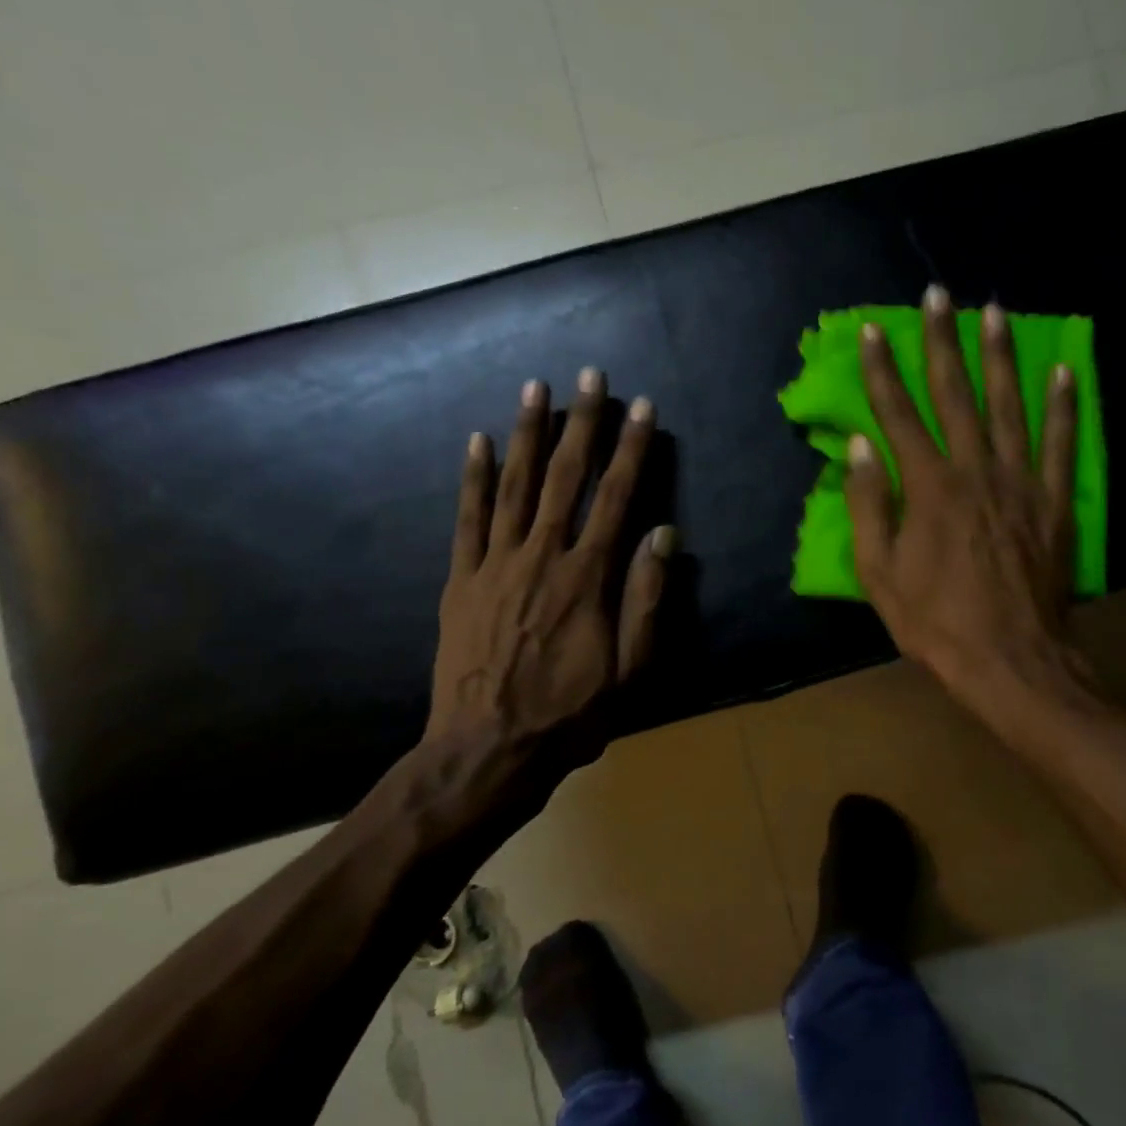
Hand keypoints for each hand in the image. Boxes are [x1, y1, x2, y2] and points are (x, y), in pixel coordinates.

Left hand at [426, 369, 673, 759]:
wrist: (487, 750)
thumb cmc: (570, 714)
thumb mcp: (631, 670)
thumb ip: (647, 598)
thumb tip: (665, 535)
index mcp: (587, 578)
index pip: (617, 498)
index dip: (632, 450)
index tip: (643, 408)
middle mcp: (542, 556)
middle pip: (565, 477)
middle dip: (582, 422)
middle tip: (591, 375)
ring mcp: (495, 564)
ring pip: (513, 485)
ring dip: (526, 433)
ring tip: (536, 387)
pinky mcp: (461, 580)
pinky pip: (466, 518)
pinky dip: (472, 477)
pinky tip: (476, 441)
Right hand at [846, 287, 1090, 720]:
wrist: (1011, 658)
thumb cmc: (935, 622)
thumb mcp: (880, 574)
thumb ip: (868, 506)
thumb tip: (859, 447)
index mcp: (928, 487)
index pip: (898, 415)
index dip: (883, 371)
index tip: (875, 331)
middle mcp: (975, 470)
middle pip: (955, 394)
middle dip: (942, 341)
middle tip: (938, 295)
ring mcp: (1021, 482)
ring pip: (1009, 405)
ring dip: (1000, 356)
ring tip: (994, 312)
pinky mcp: (1054, 501)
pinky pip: (1060, 443)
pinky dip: (1063, 405)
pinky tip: (1063, 370)